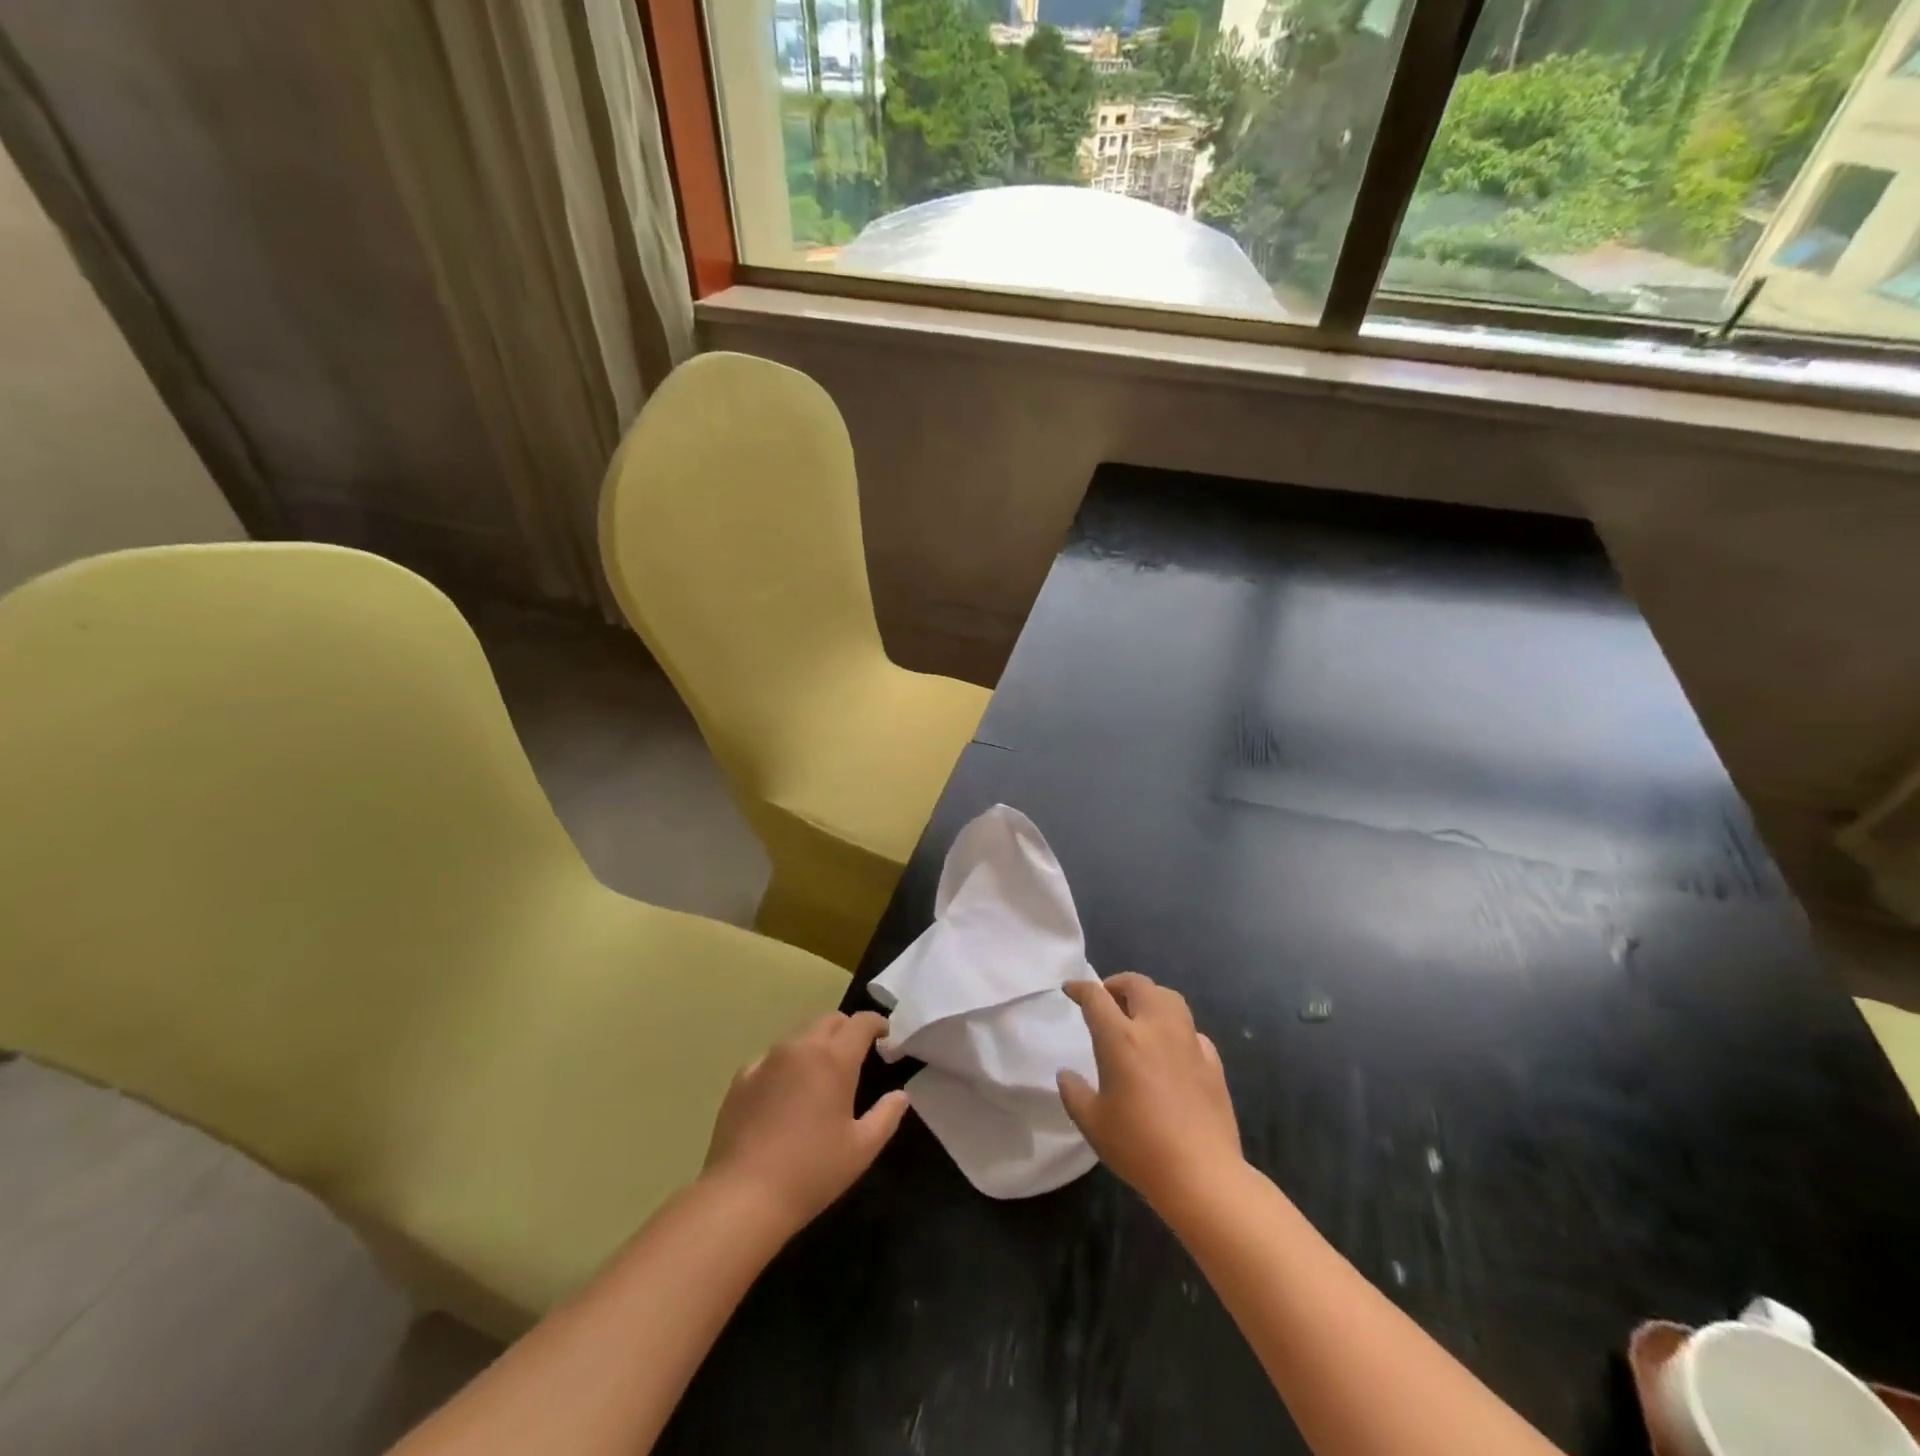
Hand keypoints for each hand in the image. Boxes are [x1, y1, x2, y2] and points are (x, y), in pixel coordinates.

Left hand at [703, 1011, 909, 1233]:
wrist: (743, 1196)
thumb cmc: (812, 1172)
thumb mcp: (862, 1149)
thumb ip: (886, 1116)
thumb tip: (900, 1095)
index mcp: (834, 1059)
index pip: (861, 1022)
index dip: (876, 1023)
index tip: (885, 1036)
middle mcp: (801, 1048)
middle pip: (829, 1020)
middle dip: (847, 1029)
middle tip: (856, 1054)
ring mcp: (767, 1060)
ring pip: (800, 1037)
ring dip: (816, 1045)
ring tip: (821, 1075)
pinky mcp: (742, 1078)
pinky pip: (772, 1059)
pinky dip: (786, 1065)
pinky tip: (785, 1094)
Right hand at [1057, 973, 1242, 1217]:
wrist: (1201, 1175)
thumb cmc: (1139, 1147)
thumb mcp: (1093, 1123)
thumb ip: (1074, 1093)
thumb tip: (1066, 1075)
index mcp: (1121, 1038)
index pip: (1096, 997)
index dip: (1080, 988)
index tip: (1070, 990)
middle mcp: (1156, 1028)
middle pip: (1138, 985)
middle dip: (1118, 984)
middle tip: (1106, 998)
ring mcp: (1189, 1042)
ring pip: (1169, 998)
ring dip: (1150, 997)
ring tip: (1139, 1014)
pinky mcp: (1212, 1062)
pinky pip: (1191, 1030)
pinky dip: (1176, 1028)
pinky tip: (1171, 1049)